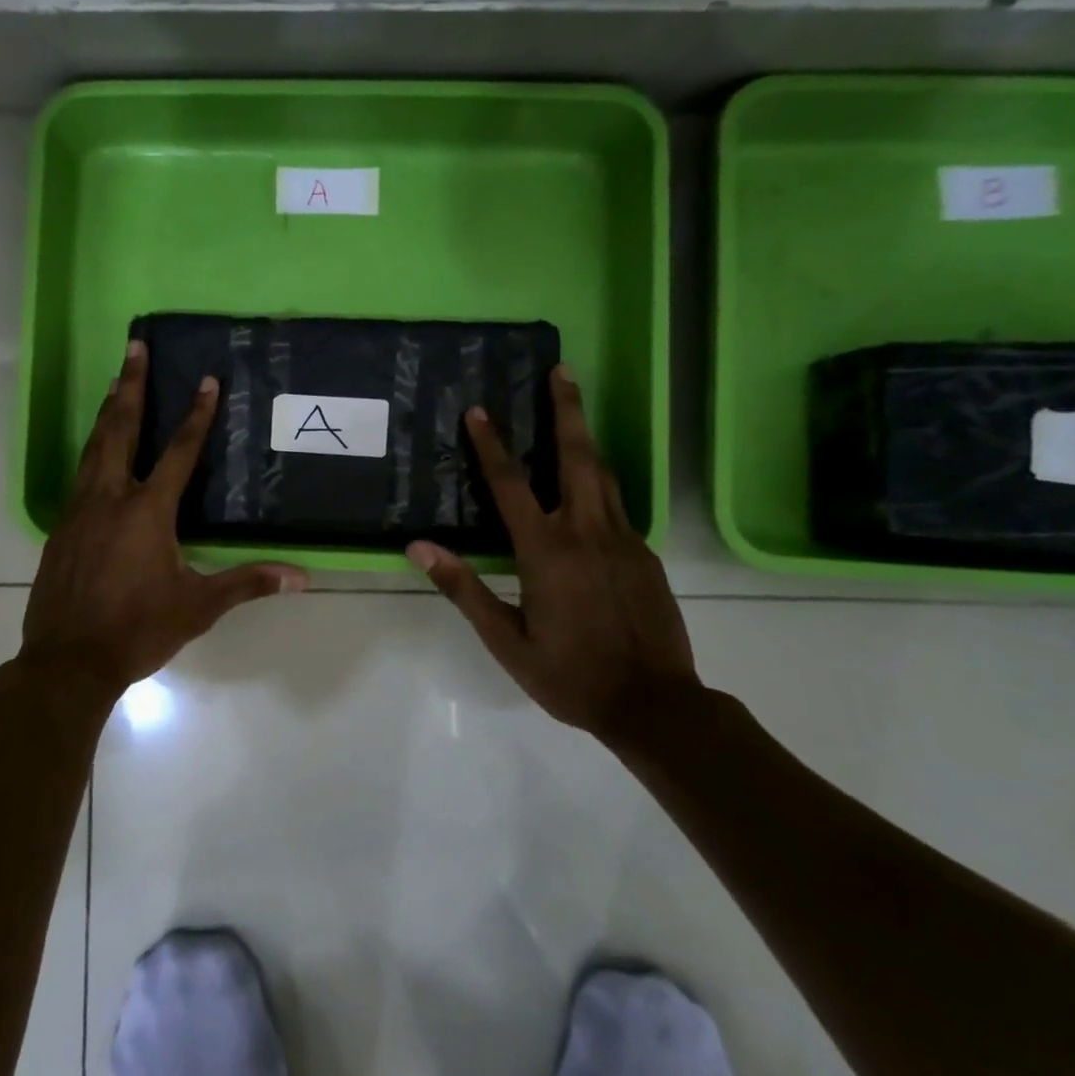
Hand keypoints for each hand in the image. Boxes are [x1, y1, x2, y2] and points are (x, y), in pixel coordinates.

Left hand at [20, 340, 307, 695]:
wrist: (67, 662)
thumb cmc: (137, 630)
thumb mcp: (198, 608)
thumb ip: (246, 583)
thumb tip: (301, 577)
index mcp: (147, 512)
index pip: (179, 453)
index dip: (196, 416)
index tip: (206, 380)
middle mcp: (110, 499)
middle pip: (121, 430)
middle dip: (130, 386)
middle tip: (134, 348)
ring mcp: (79, 512)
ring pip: (93, 449)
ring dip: (107, 413)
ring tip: (114, 383)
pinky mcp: (61, 529)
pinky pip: (79, 478)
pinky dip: (92, 453)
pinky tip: (95, 455)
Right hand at [407, 365, 697, 739]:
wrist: (656, 705)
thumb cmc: (571, 675)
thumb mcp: (506, 640)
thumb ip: (464, 588)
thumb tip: (419, 548)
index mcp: (548, 551)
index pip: (512, 485)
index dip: (492, 446)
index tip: (479, 411)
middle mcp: (588, 532)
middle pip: (577, 457)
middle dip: (567, 410)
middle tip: (561, 370)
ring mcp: (623, 540)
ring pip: (604, 474)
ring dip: (585, 437)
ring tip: (574, 407)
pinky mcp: (645, 555)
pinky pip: (617, 505)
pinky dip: (598, 481)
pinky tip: (588, 487)